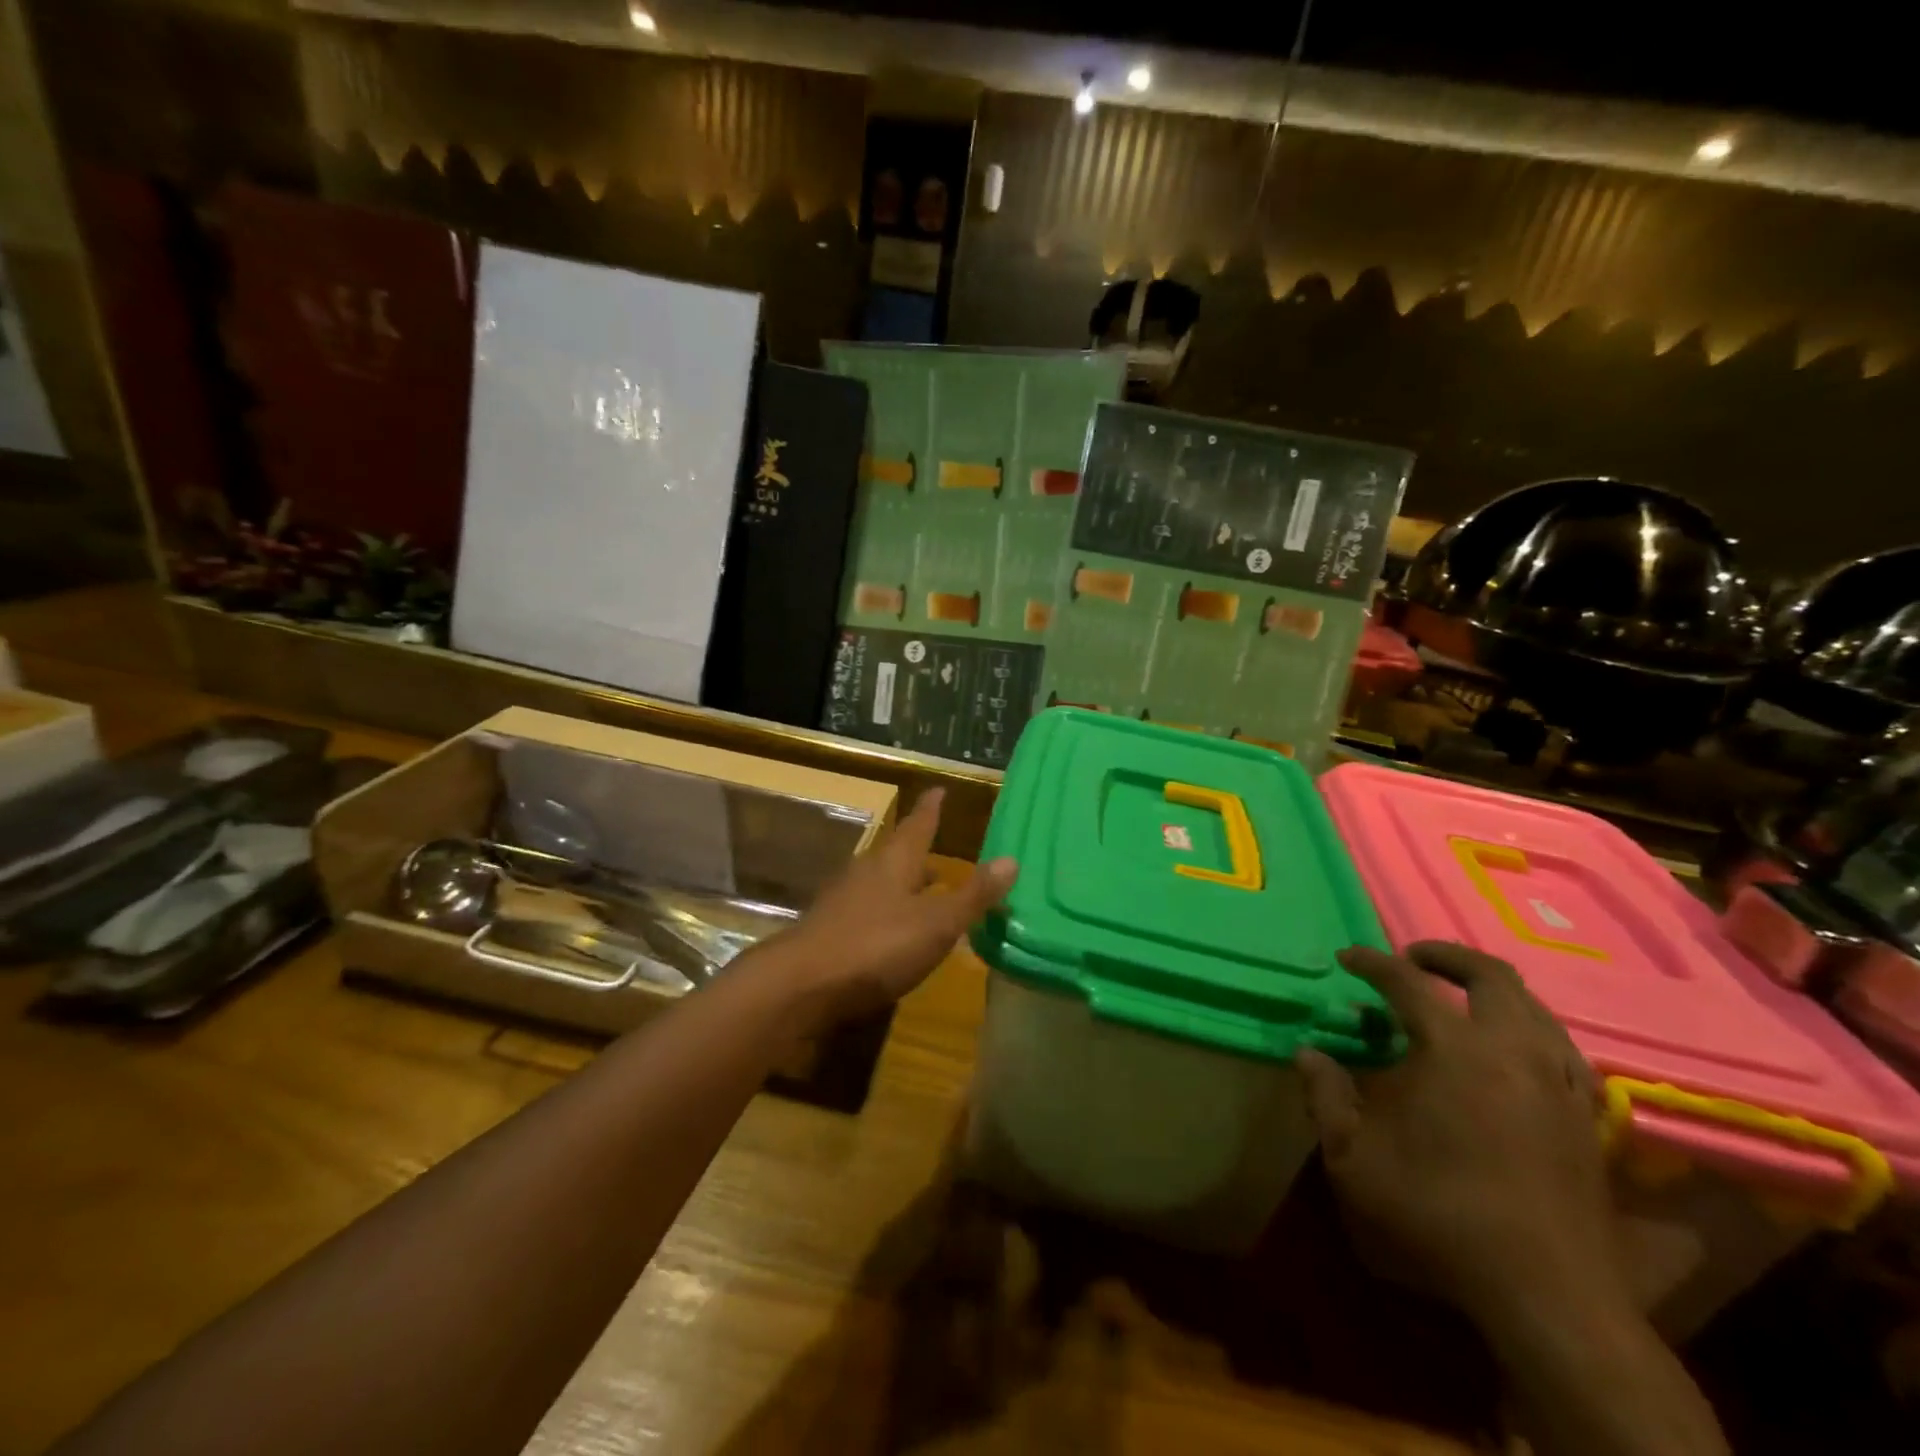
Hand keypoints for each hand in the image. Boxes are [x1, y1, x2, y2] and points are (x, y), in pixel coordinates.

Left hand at [769, 789, 1017, 1024]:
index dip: (931, 809)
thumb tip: (1012, 859)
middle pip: (897, 854)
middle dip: (918, 850)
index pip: (918, 825)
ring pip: (881, 882)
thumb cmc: (875, 946)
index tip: (938, 790)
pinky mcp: (831, 931)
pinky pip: (868, 910)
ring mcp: (844, 902)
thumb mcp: (936, 924)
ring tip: (925, 889)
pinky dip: (889, 911)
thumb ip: (973, 895)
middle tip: (938, 845)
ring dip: (904, 883)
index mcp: (894, 863)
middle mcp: (867, 873)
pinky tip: (895, 931)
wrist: (801, 986)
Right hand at [1297, 942, 1631, 1329]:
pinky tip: (1512, 1054)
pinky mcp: (1586, 1119)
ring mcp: (1558, 1083)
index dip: (1373, 963)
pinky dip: (1530, 1032)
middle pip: (1492, 976)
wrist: (1547, 1293)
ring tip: (1459, 1001)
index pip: (1408, 983)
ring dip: (1493, 991)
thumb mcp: (1354, 1158)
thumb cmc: (1438, 1212)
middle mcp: (1514, 1051)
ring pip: (1535, 1008)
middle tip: (1413, 959)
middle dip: (1448, 957)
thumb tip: (1308, 1054)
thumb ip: (1326, 1096)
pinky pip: (1562, 1050)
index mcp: (1455, 1049)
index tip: (1348, 957)